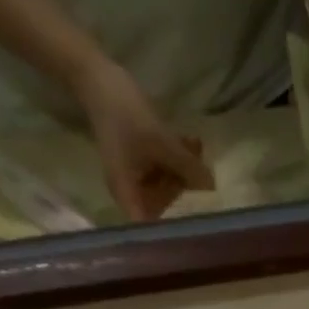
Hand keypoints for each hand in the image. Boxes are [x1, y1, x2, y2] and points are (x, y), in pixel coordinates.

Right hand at [72, 60, 213, 220]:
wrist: (96, 74)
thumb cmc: (123, 112)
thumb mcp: (161, 142)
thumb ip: (188, 167)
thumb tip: (213, 189)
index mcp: (128, 196)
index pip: (152, 231)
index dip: (174, 234)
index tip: (200, 232)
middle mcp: (131, 192)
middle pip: (164, 208)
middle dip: (186, 194)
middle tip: (206, 181)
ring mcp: (137, 176)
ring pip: (167, 186)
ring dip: (185, 172)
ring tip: (197, 150)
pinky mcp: (142, 161)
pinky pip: (164, 169)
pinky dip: (177, 160)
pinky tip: (192, 142)